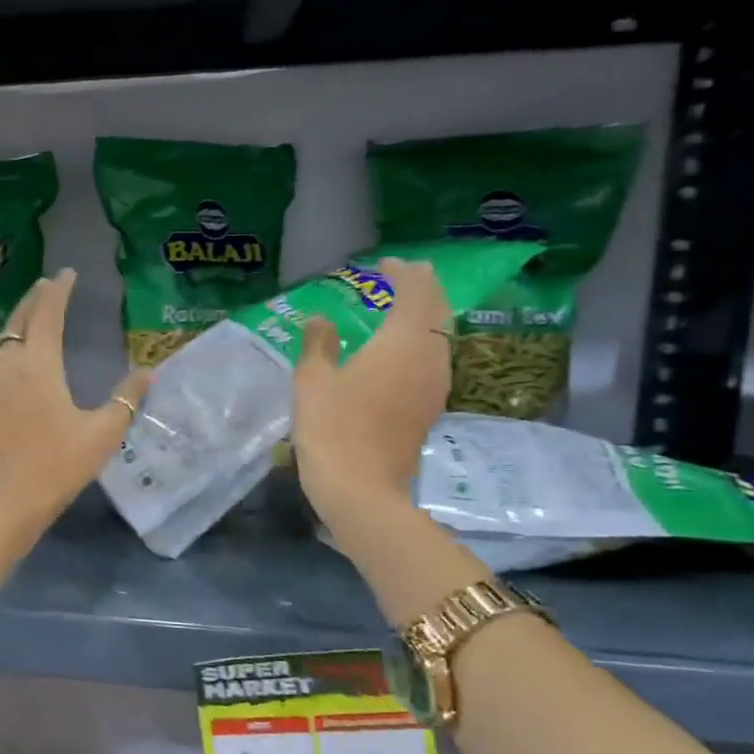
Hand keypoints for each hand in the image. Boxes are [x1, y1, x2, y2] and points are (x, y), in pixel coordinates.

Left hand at [0, 269, 151, 551]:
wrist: (0, 507)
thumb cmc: (55, 468)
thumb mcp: (101, 435)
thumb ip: (125, 400)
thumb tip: (147, 373)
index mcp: (38, 367)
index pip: (47, 315)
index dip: (58, 291)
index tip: (67, 273)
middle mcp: (9, 369)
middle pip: (19, 322)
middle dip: (34, 299)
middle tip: (48, 285)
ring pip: (4, 343)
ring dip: (20, 324)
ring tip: (36, 320)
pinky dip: (11, 351)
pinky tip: (20, 367)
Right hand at [292, 257, 451, 524]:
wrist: (361, 489)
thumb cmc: (333, 428)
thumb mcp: (312, 381)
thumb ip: (318, 344)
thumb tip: (321, 320)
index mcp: (402, 342)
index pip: (415, 292)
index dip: (403, 273)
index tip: (384, 264)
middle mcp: (429, 357)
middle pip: (437, 311)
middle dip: (423, 288)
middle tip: (404, 275)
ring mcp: (434, 385)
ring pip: (441, 336)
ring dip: (427, 314)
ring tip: (405, 306)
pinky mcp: (430, 408)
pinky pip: (435, 359)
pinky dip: (423, 341)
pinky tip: (404, 350)